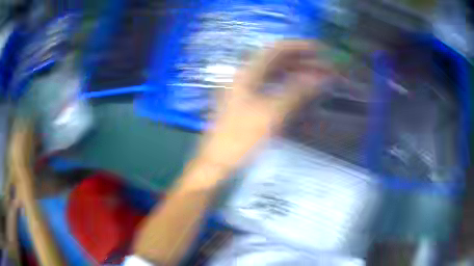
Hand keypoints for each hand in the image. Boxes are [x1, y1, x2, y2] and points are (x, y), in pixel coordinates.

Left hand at [197, 40, 333, 172]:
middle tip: (325, 68)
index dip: (299, 46)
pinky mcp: (251, 103)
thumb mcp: (271, 114)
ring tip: (319, 79)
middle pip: (278, 61)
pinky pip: (274, 88)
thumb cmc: (240, 139)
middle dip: (303, 61)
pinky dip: (290, 87)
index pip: (276, 49)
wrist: (218, 162)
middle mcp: (247, 77)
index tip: (320, 50)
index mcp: (247, 74)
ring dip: (298, 74)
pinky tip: (302, 93)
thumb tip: (319, 77)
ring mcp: (248, 90)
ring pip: (277, 75)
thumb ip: (296, 92)